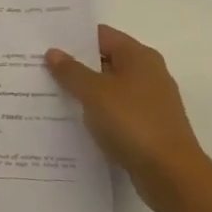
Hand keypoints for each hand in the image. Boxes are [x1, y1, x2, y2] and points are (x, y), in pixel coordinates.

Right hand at [46, 26, 210, 211]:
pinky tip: (74, 122)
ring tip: (49, 95)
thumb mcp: (94, 92)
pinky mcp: (148, 128)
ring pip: (109, 89)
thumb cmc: (133, 123)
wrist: (171, 175)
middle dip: (75, 65)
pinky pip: (115, 112)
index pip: (101, 35)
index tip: (45, 42)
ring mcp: (150, 102)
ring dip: (84, 92)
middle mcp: (148, 74)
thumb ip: (71, 71)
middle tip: (40, 68)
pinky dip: (97, 114)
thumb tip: (53, 52)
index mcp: (139, 56)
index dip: (73, 38)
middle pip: (105, 61)